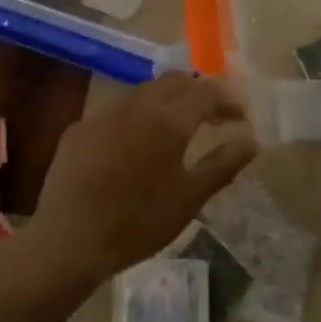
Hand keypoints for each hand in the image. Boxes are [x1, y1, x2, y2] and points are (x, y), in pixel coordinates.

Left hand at [25, 73, 256, 283]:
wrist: (69, 240)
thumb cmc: (138, 222)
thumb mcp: (190, 198)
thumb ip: (223, 164)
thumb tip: (251, 140)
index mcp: (169, 119)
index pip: (207, 91)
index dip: (228, 101)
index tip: (239, 118)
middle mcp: (137, 104)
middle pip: (175, 81)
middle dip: (198, 92)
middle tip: (212, 117)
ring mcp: (104, 112)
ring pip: (143, 92)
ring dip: (166, 101)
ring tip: (176, 128)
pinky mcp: (80, 127)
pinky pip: (115, 111)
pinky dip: (135, 118)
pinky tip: (133, 145)